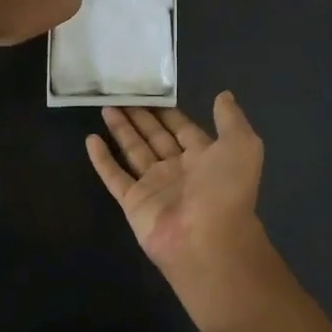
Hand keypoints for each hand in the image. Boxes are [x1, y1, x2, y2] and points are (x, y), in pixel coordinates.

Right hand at [86, 93, 271, 315]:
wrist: (208, 240)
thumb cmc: (226, 189)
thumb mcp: (241, 145)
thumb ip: (231, 119)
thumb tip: (224, 95)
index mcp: (205, 157)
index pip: (183, 129)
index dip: (168, 112)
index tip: (150, 91)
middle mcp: (178, 170)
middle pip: (155, 137)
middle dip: (141, 117)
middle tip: (121, 94)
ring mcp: (154, 187)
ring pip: (134, 151)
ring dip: (121, 130)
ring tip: (105, 107)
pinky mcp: (133, 202)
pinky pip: (114, 176)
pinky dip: (102, 159)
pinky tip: (90, 140)